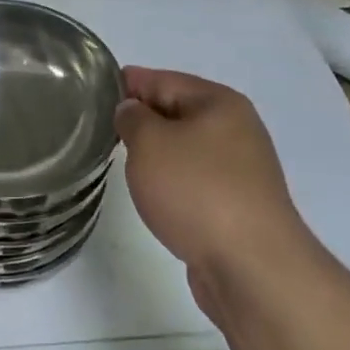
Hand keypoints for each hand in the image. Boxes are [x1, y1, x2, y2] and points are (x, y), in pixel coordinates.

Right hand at [116, 67, 310, 315]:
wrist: (253, 269)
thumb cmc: (197, 191)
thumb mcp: (150, 143)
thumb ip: (133, 118)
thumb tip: (132, 112)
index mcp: (220, 103)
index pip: (163, 79)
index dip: (128, 83)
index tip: (96, 91)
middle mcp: (237, 130)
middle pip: (178, 112)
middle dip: (142, 118)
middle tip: (102, 128)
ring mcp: (242, 171)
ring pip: (187, 149)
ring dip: (158, 153)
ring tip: (124, 162)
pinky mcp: (240, 207)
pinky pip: (196, 180)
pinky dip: (174, 182)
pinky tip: (156, 195)